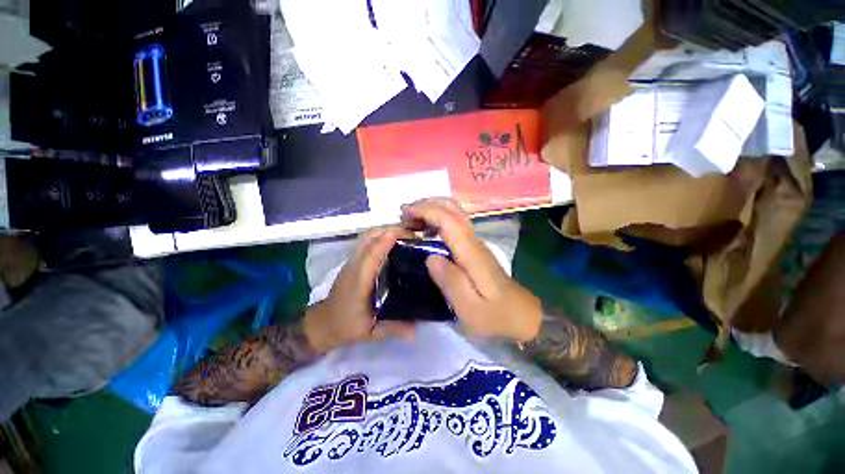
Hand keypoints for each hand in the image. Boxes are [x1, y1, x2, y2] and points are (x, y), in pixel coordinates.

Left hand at [304, 227, 415, 353]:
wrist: (322, 323)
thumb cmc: (346, 326)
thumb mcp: (370, 332)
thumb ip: (393, 329)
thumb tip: (417, 331)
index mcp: (358, 282)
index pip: (371, 256)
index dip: (386, 242)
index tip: (405, 234)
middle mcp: (354, 267)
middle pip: (368, 239)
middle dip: (390, 231)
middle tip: (413, 236)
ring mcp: (351, 262)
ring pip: (366, 238)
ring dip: (385, 231)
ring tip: (406, 236)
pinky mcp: (352, 261)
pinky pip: (366, 242)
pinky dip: (380, 236)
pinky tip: (393, 243)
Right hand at [401, 199, 541, 341]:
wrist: (523, 318)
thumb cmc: (496, 317)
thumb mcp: (470, 309)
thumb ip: (451, 282)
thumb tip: (430, 257)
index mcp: (471, 253)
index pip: (448, 220)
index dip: (426, 211)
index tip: (405, 214)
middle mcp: (474, 242)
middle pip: (453, 210)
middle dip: (427, 205)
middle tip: (404, 214)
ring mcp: (475, 244)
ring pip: (454, 214)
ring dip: (432, 210)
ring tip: (410, 220)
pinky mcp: (474, 250)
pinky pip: (454, 225)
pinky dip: (437, 220)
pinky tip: (426, 231)